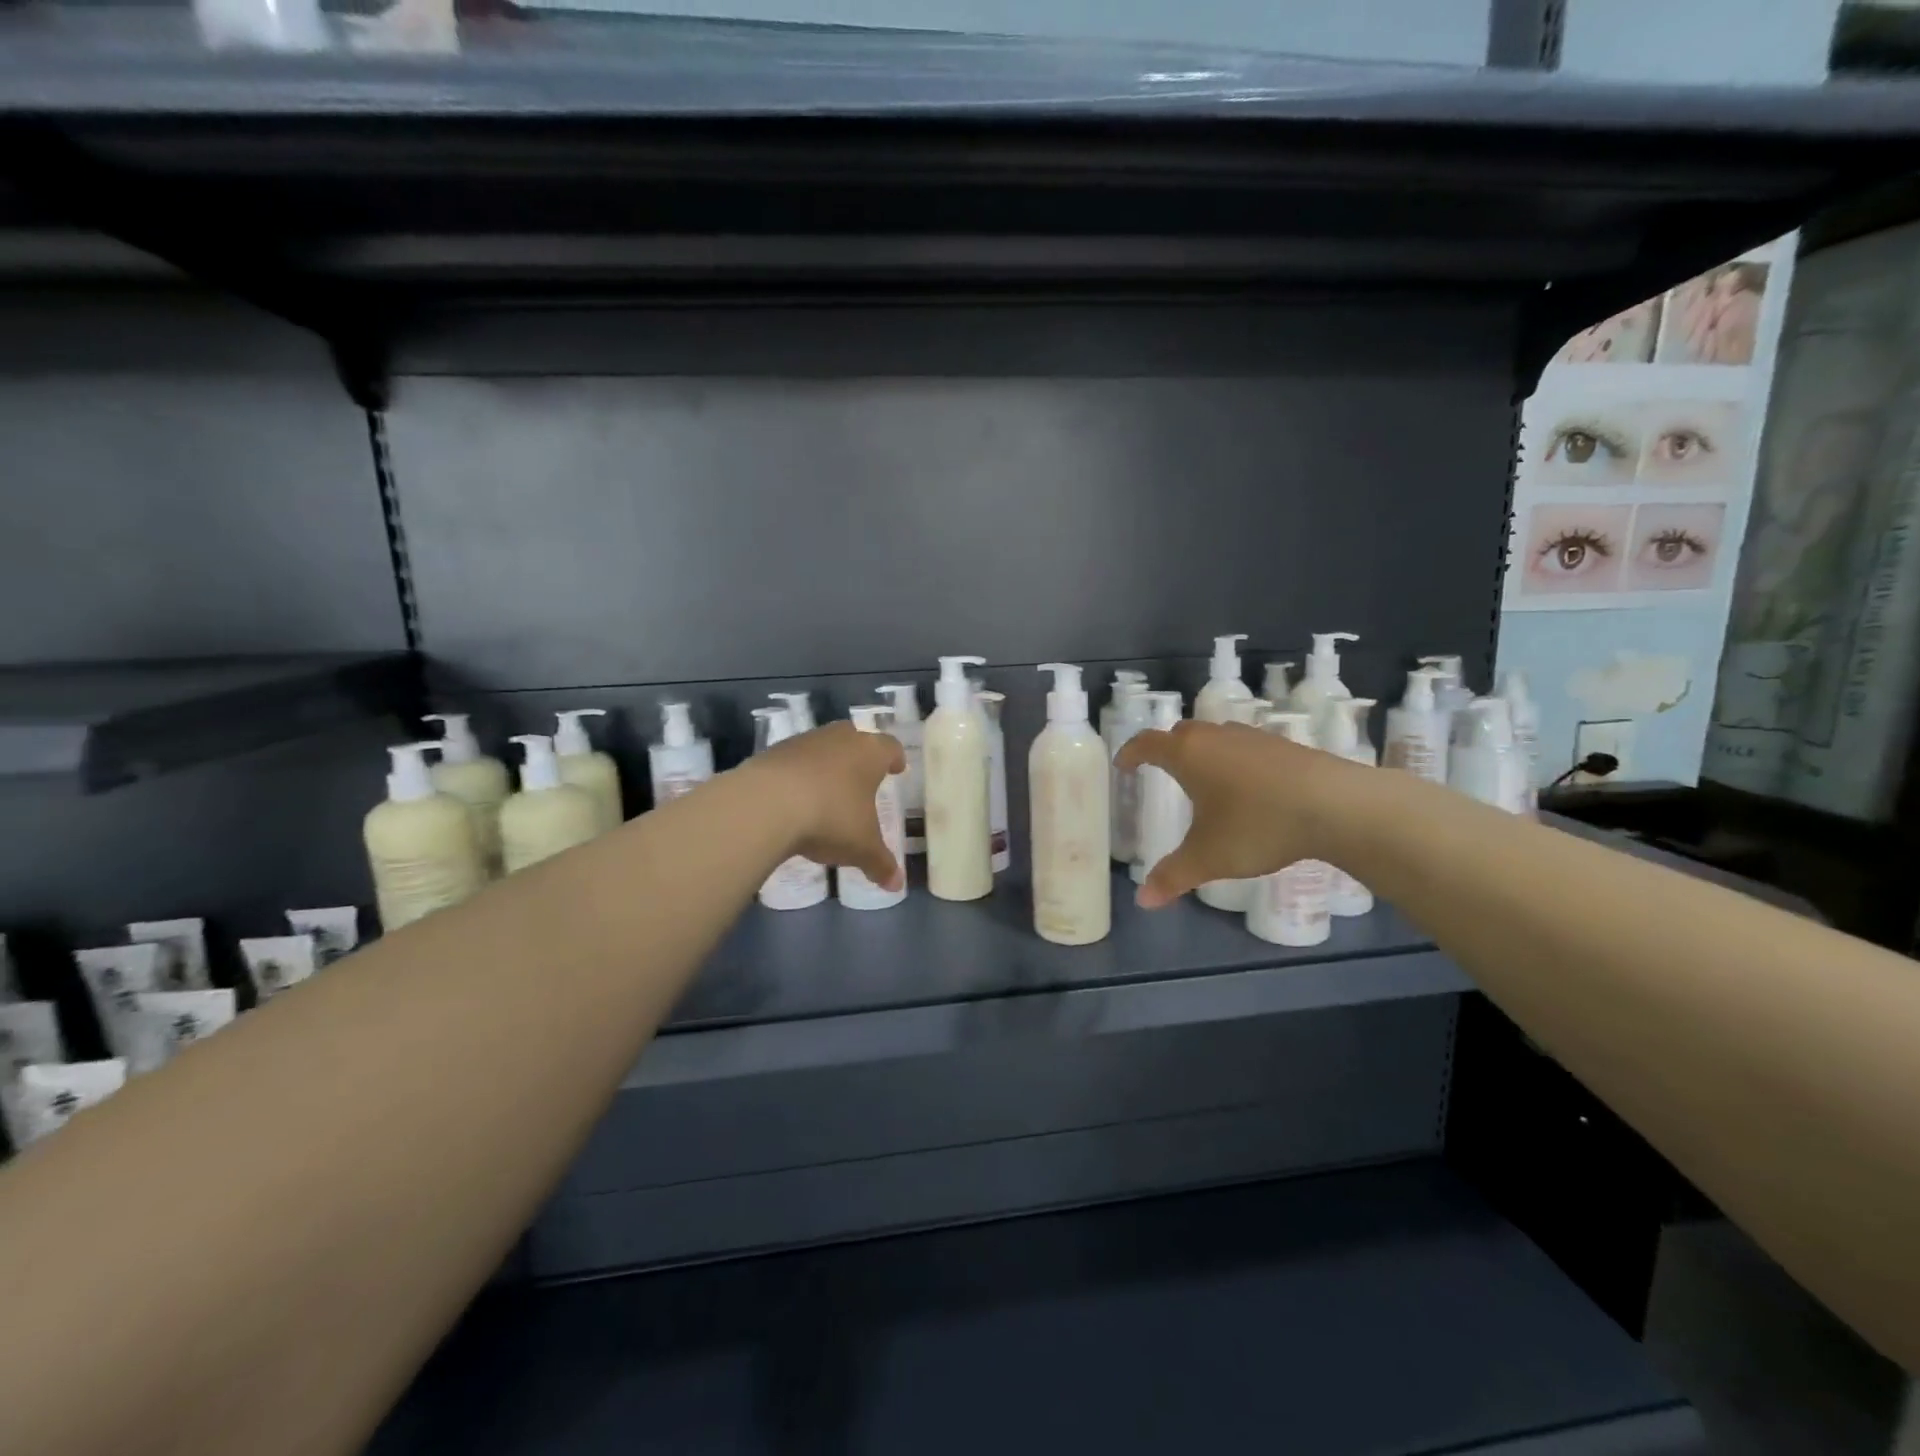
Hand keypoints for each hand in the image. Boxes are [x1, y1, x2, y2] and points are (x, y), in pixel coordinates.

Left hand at [750, 722, 906, 891]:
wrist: (766, 804)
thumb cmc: (831, 818)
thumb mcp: (861, 848)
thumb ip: (880, 864)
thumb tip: (896, 884)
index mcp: (870, 753)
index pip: (890, 747)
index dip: (895, 758)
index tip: (897, 768)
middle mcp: (839, 739)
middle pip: (855, 739)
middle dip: (860, 757)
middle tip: (863, 776)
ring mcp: (803, 742)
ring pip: (823, 747)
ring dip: (827, 765)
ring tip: (827, 790)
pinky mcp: (772, 752)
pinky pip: (793, 761)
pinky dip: (798, 775)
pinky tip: (794, 798)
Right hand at [1116, 720, 1345, 908]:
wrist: (1335, 806)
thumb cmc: (1257, 825)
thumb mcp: (1209, 857)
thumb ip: (1173, 876)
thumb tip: (1143, 901)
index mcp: (1188, 755)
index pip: (1147, 744)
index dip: (1131, 753)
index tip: (1123, 764)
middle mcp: (1216, 737)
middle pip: (1181, 733)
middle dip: (1166, 749)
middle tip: (1161, 769)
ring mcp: (1253, 738)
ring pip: (1216, 736)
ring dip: (1202, 751)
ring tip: (1204, 777)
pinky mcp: (1283, 746)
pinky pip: (1244, 747)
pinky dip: (1234, 759)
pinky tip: (1246, 785)